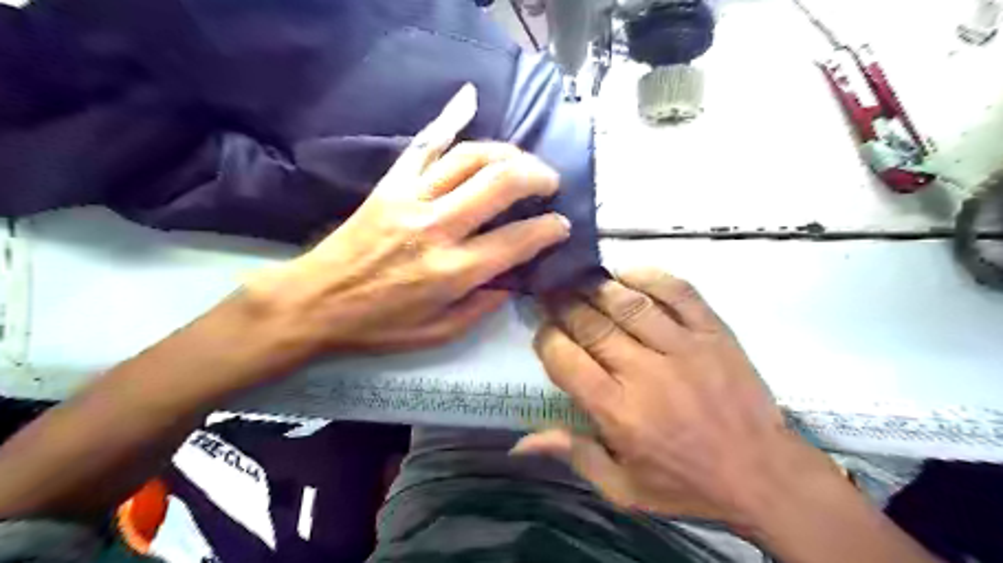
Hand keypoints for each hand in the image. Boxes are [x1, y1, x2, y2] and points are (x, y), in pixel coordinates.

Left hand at [246, 83, 566, 352]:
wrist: (314, 301)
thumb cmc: (378, 325)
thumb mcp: (438, 333)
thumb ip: (481, 307)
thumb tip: (512, 280)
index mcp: (452, 271)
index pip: (517, 240)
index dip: (549, 230)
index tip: (562, 225)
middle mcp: (436, 227)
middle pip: (500, 184)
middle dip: (537, 177)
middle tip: (550, 183)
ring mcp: (411, 198)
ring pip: (470, 157)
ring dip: (507, 153)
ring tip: (522, 162)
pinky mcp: (390, 184)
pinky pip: (425, 144)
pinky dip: (450, 118)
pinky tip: (470, 100)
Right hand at [516, 274, 839, 528]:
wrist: (764, 475)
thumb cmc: (687, 484)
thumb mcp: (623, 488)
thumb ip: (574, 455)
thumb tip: (521, 442)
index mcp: (618, 410)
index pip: (566, 359)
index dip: (546, 339)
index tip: (544, 333)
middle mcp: (645, 372)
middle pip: (591, 324)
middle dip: (563, 305)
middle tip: (551, 295)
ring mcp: (683, 347)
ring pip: (628, 303)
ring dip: (597, 287)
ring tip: (580, 281)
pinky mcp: (713, 332)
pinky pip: (678, 292)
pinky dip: (650, 277)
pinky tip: (628, 274)